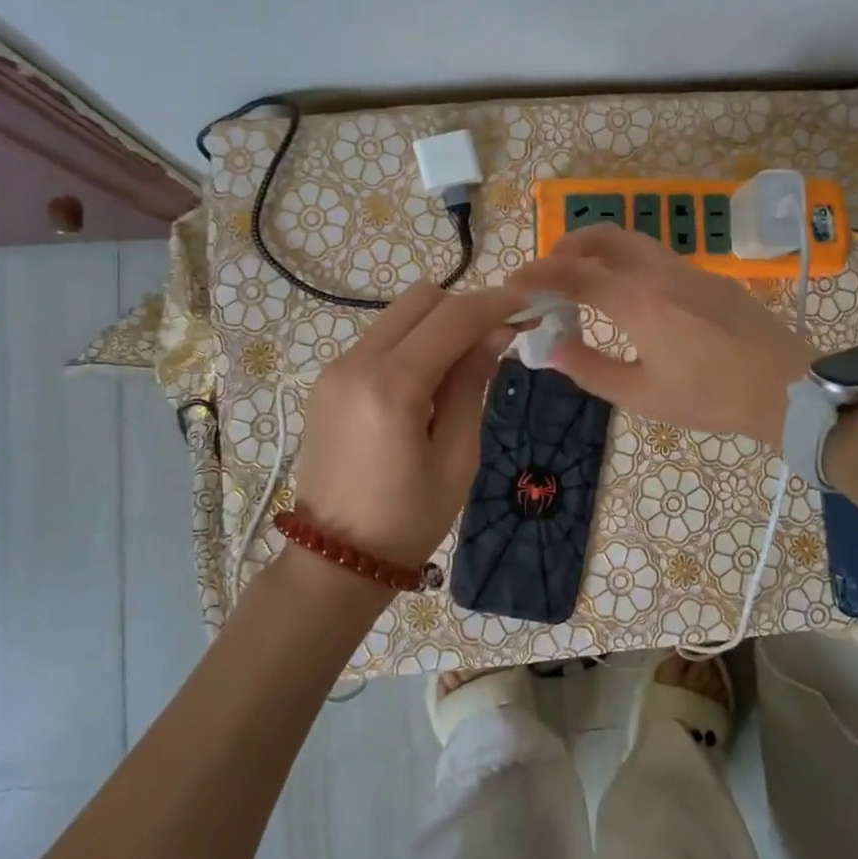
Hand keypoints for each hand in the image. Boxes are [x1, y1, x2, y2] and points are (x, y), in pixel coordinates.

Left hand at [294, 282, 521, 568]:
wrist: (335, 558)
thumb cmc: (408, 519)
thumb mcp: (457, 456)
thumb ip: (473, 384)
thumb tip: (496, 333)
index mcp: (391, 386)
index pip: (452, 317)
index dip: (496, 304)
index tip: (529, 304)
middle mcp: (355, 362)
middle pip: (421, 300)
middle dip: (465, 309)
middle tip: (498, 338)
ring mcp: (335, 369)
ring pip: (399, 316)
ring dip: (438, 326)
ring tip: (466, 366)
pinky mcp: (328, 381)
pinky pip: (380, 340)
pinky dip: (413, 344)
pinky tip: (430, 382)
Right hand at [509, 226, 814, 446]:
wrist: (786, 386)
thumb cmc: (710, 397)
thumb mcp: (642, 396)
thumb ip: (590, 369)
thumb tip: (551, 349)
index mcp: (637, 300)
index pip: (573, 273)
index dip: (537, 274)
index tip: (513, 284)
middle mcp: (658, 272)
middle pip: (602, 236)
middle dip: (566, 247)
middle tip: (548, 276)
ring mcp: (686, 269)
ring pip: (631, 239)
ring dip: (597, 250)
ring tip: (583, 281)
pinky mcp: (706, 276)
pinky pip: (654, 254)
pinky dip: (625, 261)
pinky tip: (628, 295)